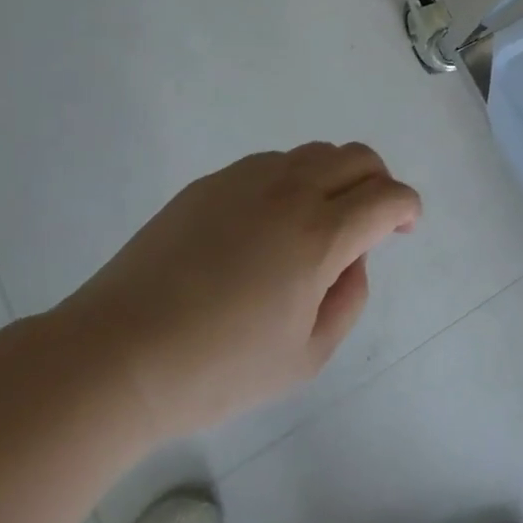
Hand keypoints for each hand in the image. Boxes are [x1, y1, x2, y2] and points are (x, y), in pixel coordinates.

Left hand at [55, 143, 419, 441]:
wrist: (116, 357)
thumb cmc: (217, 369)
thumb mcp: (306, 357)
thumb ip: (349, 299)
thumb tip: (352, 257)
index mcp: (320, 234)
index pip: (387, 196)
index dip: (407, 207)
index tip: (404, 228)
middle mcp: (290, 191)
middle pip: (357, 157)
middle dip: (379, 181)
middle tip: (371, 219)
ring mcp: (246, 180)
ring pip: (314, 153)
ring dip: (335, 177)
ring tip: (319, 221)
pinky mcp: (211, 183)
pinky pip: (271, 164)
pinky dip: (292, 180)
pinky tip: (269, 224)